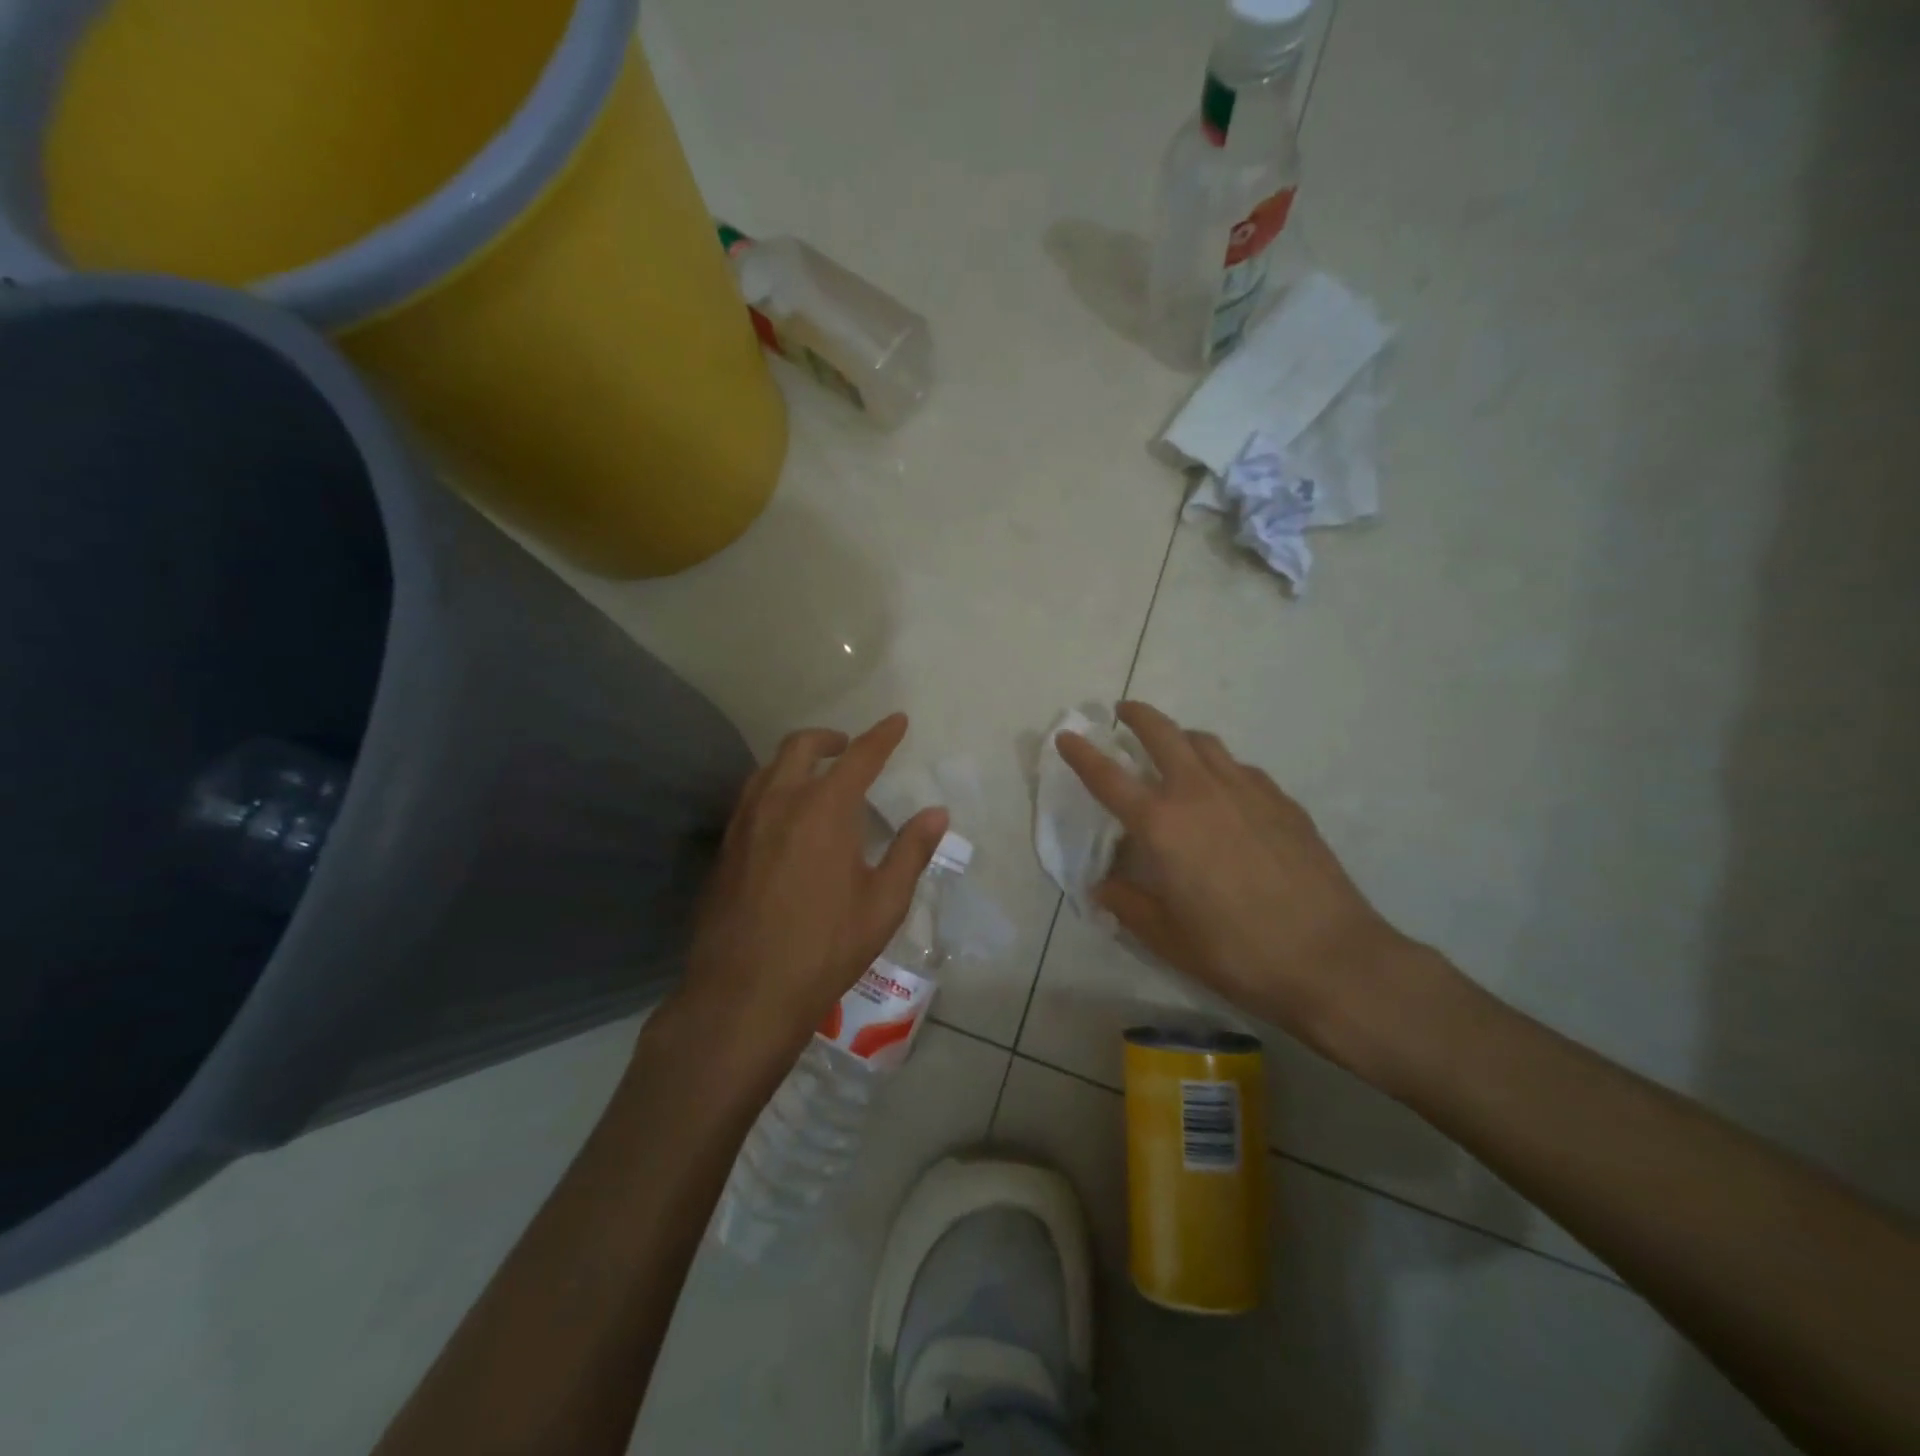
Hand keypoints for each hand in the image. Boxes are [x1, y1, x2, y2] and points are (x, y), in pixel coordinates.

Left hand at [671, 714, 948, 1074]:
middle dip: (831, 739)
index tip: (897, 721)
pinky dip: (774, 787)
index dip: (882, 736)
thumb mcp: (883, 903)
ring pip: (769, 768)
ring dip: (797, 760)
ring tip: (818, 778)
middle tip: (850, 748)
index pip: (859, 757)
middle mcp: (780, 802)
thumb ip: (911, 851)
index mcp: (824, 809)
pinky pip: (751, 797)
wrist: (744, 992)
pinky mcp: (725, 847)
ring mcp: (745, 823)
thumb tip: (936, 813)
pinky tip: (785, 817)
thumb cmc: (825, 948)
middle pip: (802, 747)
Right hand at [1056, 701, 1420, 1067]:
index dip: (1081, 753)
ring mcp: (1247, 791)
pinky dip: (1222, 766)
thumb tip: (1103, 887)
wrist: (1330, 958)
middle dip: (1137, 715)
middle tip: (1123, 712)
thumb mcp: (1166, 937)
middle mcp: (1199, 793)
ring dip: (1181, 736)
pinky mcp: (1283, 801)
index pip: (1108, 777)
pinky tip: (1227, 791)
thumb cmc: (1236, 952)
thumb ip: (1127, 905)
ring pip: (1206, 743)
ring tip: (1174, 748)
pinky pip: (1242, 768)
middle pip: (1162, 733)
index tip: (1066, 735)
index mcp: (1162, 824)